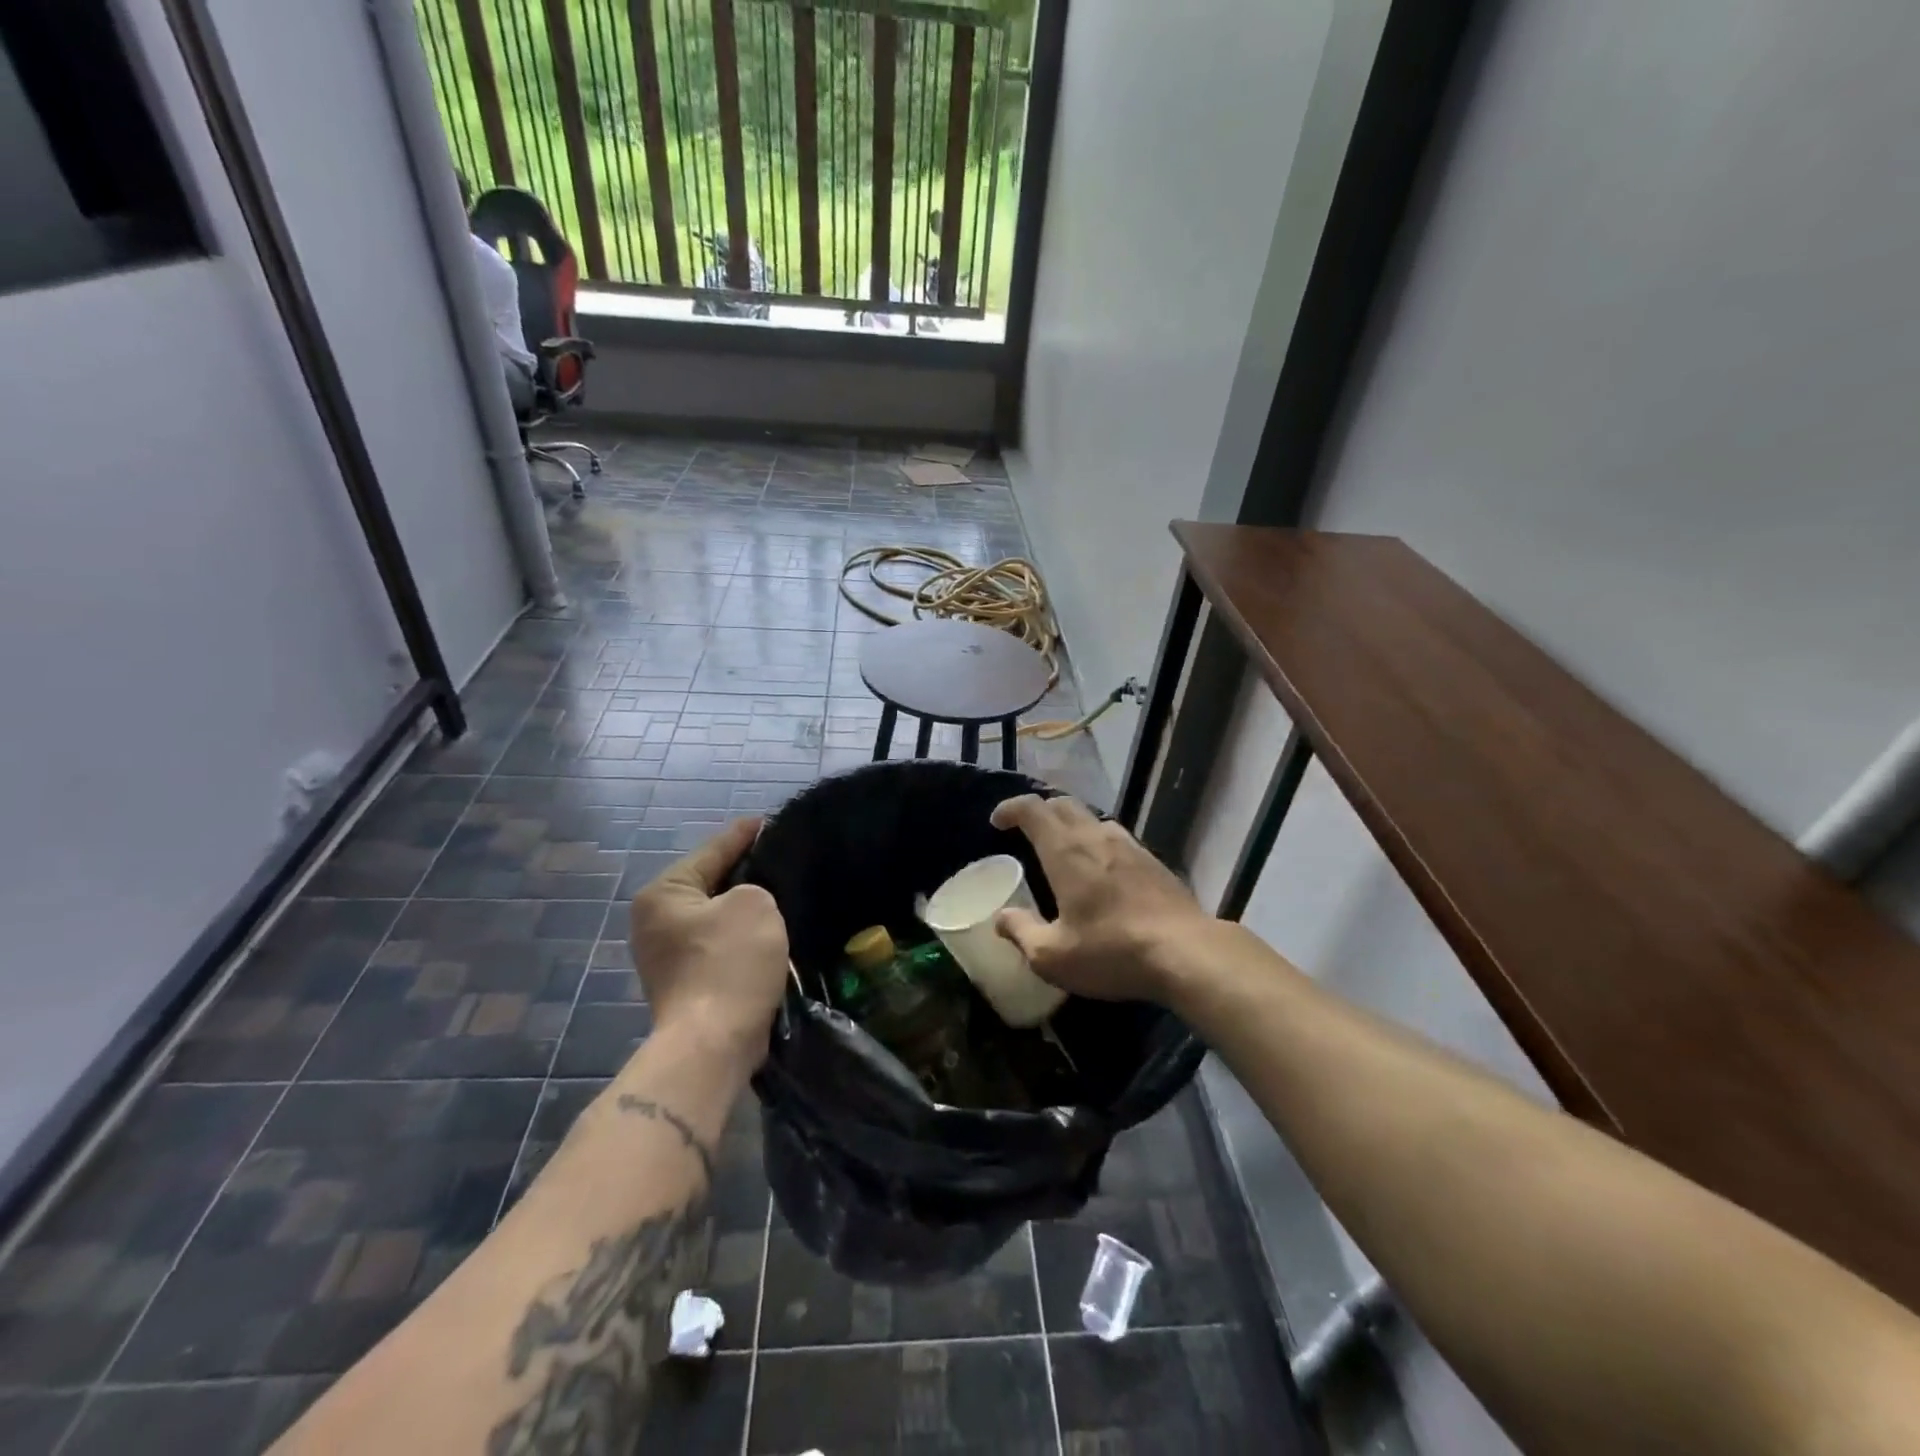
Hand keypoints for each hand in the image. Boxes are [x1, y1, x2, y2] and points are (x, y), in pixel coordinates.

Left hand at [628, 819, 789, 1070]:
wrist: (713, 1044)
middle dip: (745, 873)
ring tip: (782, 893)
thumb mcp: (755, 904)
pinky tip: (770, 932)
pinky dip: (743, 937)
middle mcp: (656, 921)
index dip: (744, 834)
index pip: (712, 850)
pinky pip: (720, 945)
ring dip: (746, 910)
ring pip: (717, 917)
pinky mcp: (686, 982)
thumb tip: (750, 900)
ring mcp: (667, 955)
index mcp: (664, 893)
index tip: (768, 821)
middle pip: (711, 884)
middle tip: (781, 858)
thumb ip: (756, 887)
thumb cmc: (730, 964)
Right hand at [989, 795, 1214, 1004]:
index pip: (1032, 809)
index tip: (997, 821)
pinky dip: (1097, 840)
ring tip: (1062, 847)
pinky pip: (1116, 837)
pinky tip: (1101, 868)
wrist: (1186, 952)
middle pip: (1063, 804)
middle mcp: (1096, 837)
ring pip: (1092, 818)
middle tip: (1025, 830)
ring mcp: (1129, 845)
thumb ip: (1021, 932)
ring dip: (1070, 823)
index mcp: (1065, 851)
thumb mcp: (1053, 956)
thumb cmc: (1111, 951)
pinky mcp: (1153, 861)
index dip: (1010, 808)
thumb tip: (1001, 918)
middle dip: (1039, 811)